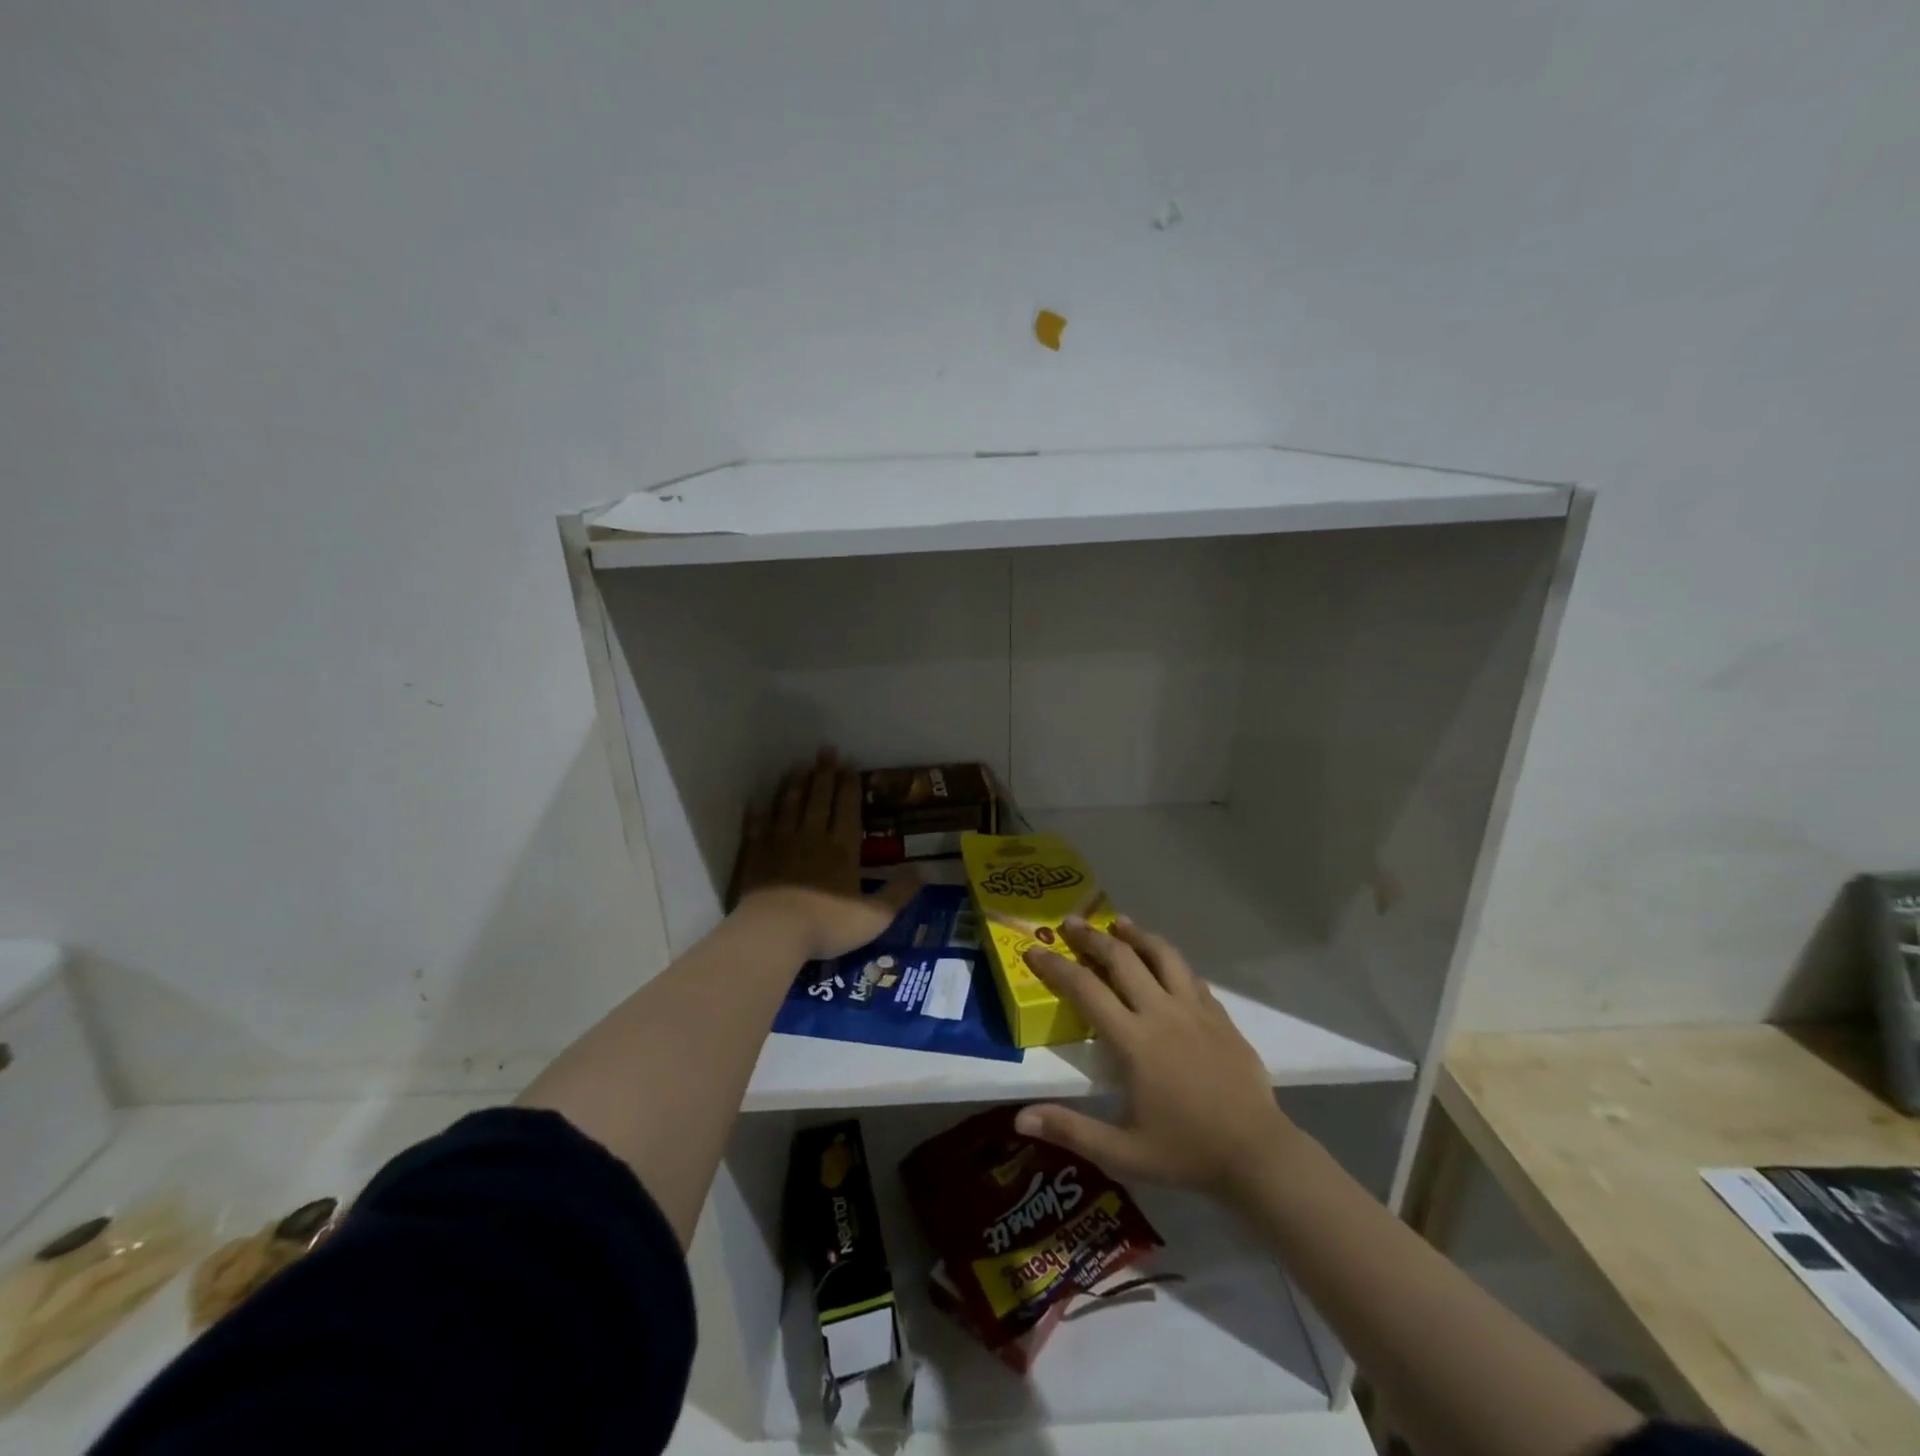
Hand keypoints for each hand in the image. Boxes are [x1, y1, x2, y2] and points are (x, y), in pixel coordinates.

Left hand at [730, 751, 916, 961]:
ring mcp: (781, 844)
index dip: (849, 786)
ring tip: (799, 767)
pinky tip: (756, 802)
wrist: (775, 932)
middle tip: (826, 750)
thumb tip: (926, 871)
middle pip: (819, 799)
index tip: (850, 764)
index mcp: (843, 848)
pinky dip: (758, 814)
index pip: (847, 808)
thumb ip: (900, 892)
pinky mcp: (755, 856)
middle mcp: (812, 837)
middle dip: (824, 774)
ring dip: (795, 785)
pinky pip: (757, 828)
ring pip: (789, 807)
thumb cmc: (829, 924)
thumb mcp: (875, 915)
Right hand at [1015, 918, 1298, 1199]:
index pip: (1085, 990)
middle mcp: (1162, 1013)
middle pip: (1122, 958)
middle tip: (1071, 922)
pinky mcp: (1221, 1016)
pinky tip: (1164, 963)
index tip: (1034, 949)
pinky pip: (1190, 976)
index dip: (1055, 966)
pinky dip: (1170, 962)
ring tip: (1119, 924)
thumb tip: (1020, 1119)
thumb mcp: (1122, 1153)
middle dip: (1092, 937)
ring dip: (1136, 935)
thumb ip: (1070, 1130)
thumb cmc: (1186, 1152)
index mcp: (1134, 1040)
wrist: (1258, 1155)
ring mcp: (1196, 1010)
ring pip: (1162, 955)